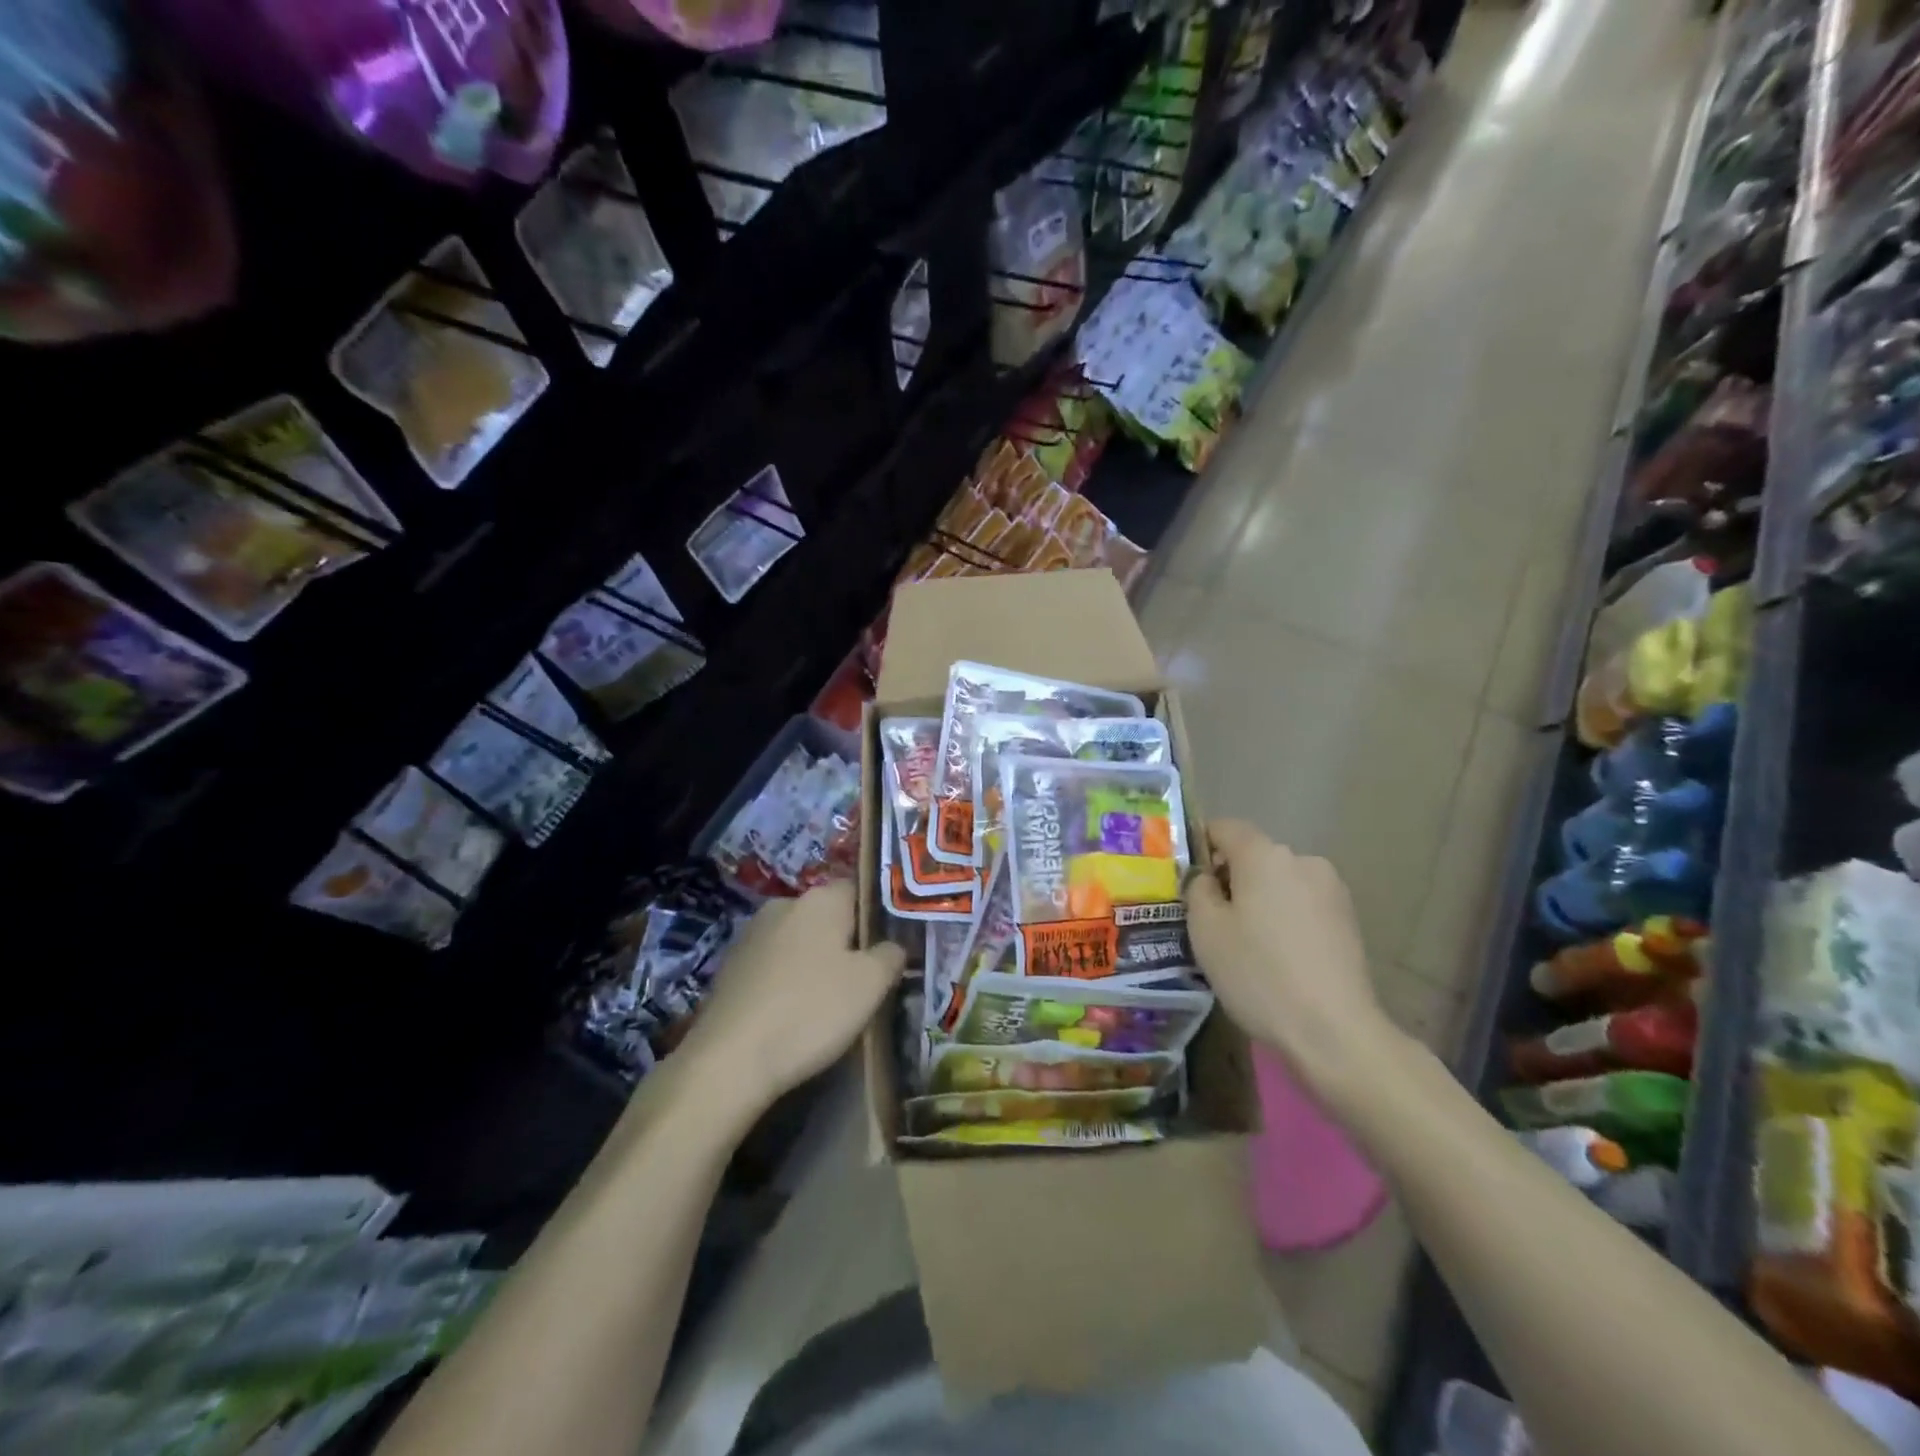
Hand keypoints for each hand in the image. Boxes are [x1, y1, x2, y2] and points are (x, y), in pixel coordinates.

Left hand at [681, 882, 904, 1108]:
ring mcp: (751, 934)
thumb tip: (893, 946)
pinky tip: (792, 1014)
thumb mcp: (871, 985)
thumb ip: (891, 955)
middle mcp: (784, 904)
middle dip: (845, 943)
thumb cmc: (812, 1011)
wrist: (729, 1061)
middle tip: (863, 982)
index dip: (878, 918)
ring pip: (799, 941)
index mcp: (820, 898)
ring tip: (828, 1004)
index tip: (888, 951)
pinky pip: (773, 965)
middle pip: (828, 916)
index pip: (860, 890)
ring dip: (814, 963)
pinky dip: (786, 982)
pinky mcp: (730, 966)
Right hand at [1184, 820, 1401, 1097]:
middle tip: (1211, 920)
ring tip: (1247, 944)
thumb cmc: (1258, 973)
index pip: (1224, 827)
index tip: (1187, 878)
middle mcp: (1301, 860)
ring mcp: (1331, 889)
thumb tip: (1207, 878)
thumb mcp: (1206, 930)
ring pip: (1279, 882)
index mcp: (1264, 855)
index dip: (1201, 845)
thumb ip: (1198, 890)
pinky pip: (1302, 904)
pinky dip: (1284, 918)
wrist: (1335, 1031)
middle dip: (1231, 878)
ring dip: (1260, 899)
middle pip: (1254, 856)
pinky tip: (1278, 957)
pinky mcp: (1348, 919)